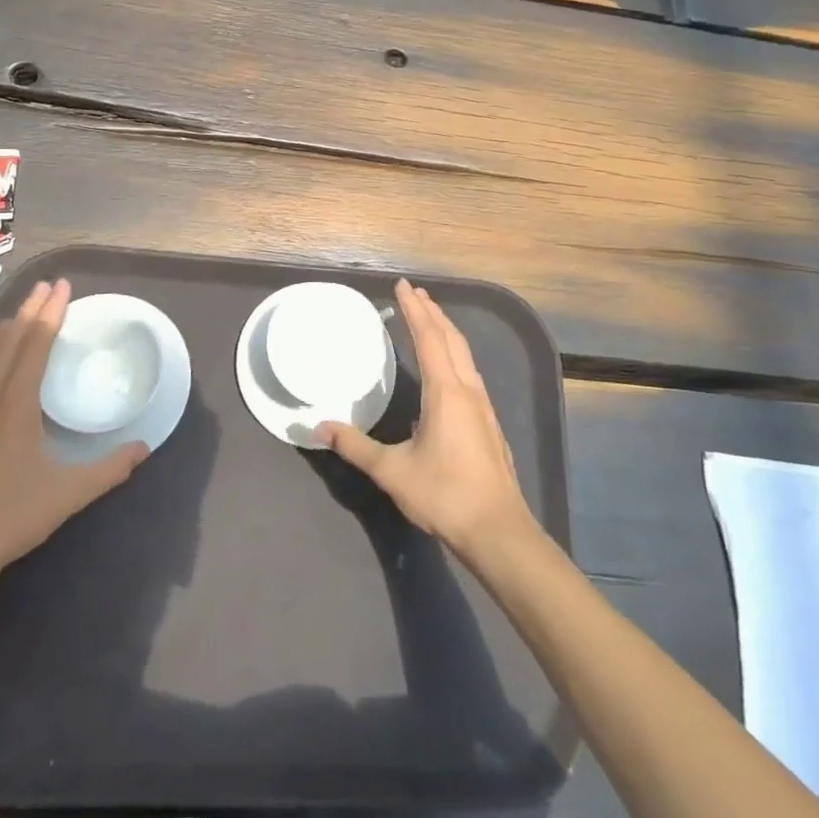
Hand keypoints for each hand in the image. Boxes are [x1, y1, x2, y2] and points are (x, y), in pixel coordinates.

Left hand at [0, 279, 146, 592]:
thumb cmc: (11, 516)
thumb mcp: (69, 493)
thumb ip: (109, 469)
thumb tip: (144, 448)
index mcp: (15, 405)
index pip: (35, 344)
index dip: (51, 312)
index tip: (63, 286)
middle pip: (9, 340)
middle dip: (30, 309)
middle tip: (47, 285)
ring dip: (8, 328)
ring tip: (23, 312)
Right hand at [317, 279, 536, 559]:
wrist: (498, 531)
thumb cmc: (444, 495)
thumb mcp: (391, 471)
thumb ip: (355, 446)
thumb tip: (320, 428)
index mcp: (446, 392)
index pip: (428, 338)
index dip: (414, 310)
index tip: (403, 286)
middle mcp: (467, 390)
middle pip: (450, 339)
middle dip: (432, 313)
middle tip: (415, 292)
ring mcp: (483, 406)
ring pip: (464, 355)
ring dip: (446, 332)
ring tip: (431, 319)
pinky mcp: (488, 423)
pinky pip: (469, 372)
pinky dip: (454, 354)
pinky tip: (446, 369)